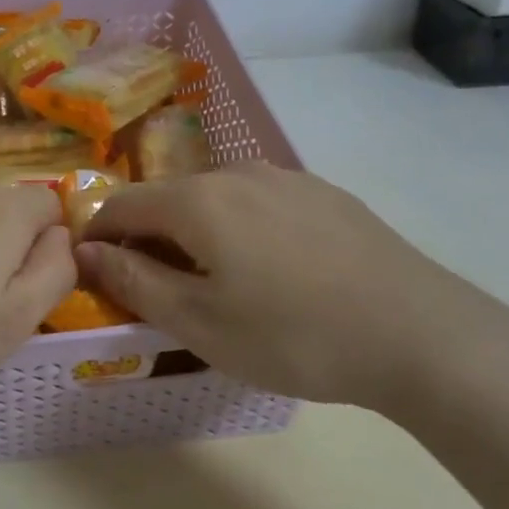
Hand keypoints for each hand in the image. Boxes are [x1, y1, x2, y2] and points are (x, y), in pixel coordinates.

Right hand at [76, 162, 508, 409]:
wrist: (421, 336)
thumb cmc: (294, 335)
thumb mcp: (199, 323)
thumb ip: (133, 280)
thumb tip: (86, 250)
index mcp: (197, 200)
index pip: (122, 205)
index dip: (98, 236)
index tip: (95, 272)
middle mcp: (237, 173)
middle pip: (169, 198)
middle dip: (147, 237)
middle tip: (154, 288)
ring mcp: (287, 179)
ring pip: (216, 199)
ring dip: (194, 232)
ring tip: (213, 282)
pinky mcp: (325, 194)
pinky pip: (260, 204)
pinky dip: (240, 229)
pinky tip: (270, 271)